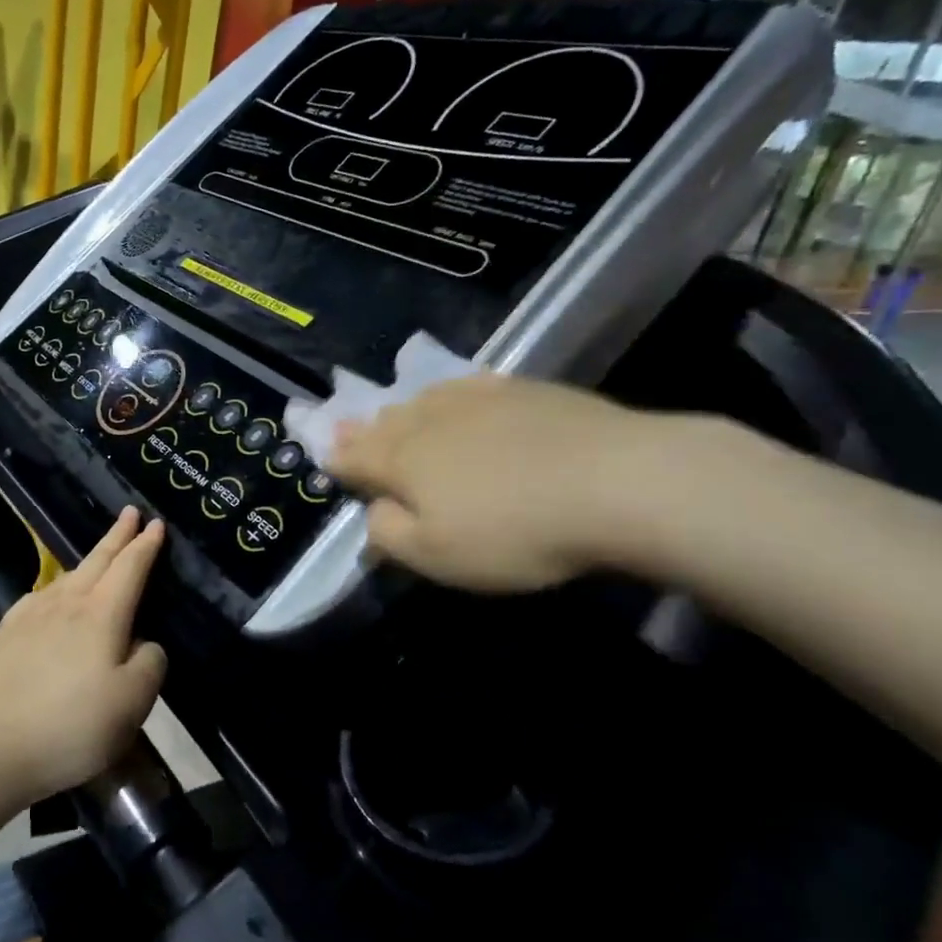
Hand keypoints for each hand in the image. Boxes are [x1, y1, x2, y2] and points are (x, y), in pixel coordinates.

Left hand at [0, 508, 167, 807]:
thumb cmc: (72, 727)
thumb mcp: (133, 704)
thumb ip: (150, 663)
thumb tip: (143, 643)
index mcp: (101, 614)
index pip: (130, 567)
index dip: (146, 544)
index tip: (156, 523)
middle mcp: (66, 603)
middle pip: (97, 559)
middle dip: (117, 535)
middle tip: (129, 513)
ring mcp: (30, 614)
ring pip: (67, 576)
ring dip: (89, 560)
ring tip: (99, 557)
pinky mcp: (5, 633)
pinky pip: (40, 597)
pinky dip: (57, 588)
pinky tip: (53, 598)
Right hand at [324, 373, 689, 593]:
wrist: (616, 481)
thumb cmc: (514, 530)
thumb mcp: (437, 556)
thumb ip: (389, 535)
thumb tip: (374, 512)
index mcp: (401, 460)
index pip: (353, 457)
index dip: (336, 459)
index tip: (325, 457)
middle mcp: (428, 420)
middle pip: (384, 423)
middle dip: (363, 431)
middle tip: (348, 430)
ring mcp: (477, 398)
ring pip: (423, 400)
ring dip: (404, 410)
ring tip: (398, 415)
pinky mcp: (523, 389)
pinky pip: (471, 385)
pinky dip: (453, 394)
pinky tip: (460, 396)